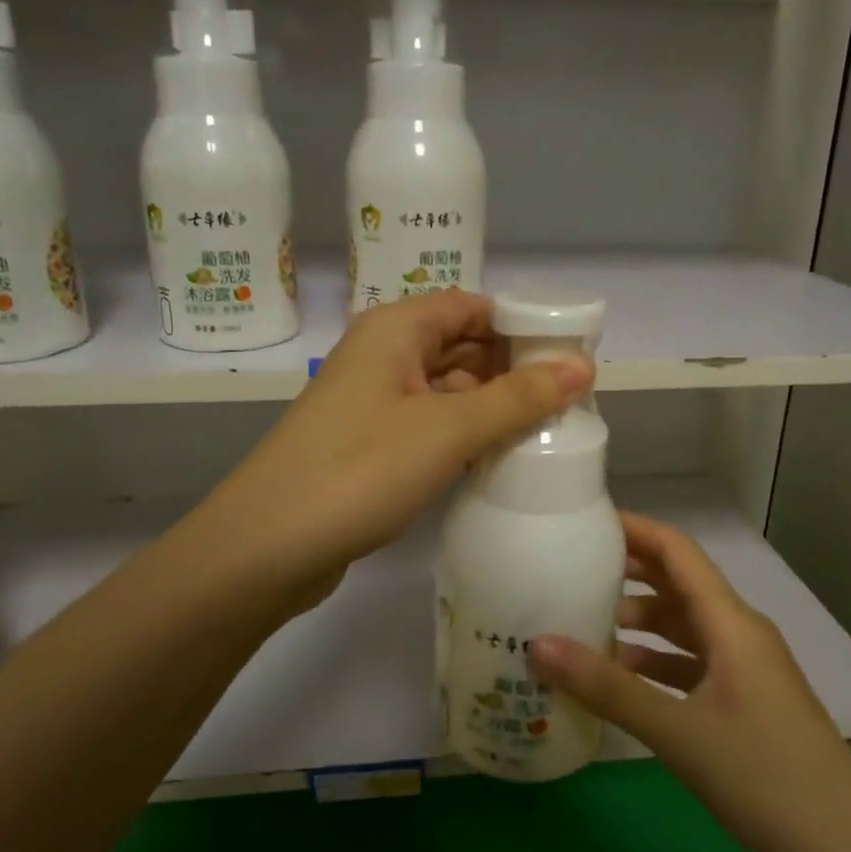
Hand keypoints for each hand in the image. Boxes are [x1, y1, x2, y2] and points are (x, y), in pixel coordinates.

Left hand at [202, 290, 591, 595]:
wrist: (268, 545)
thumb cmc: (361, 469)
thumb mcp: (448, 429)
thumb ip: (517, 397)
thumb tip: (582, 365)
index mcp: (396, 328)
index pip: (473, 306)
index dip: (523, 326)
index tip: (573, 356)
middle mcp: (382, 354)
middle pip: (461, 345)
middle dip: (512, 368)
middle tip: (571, 400)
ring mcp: (372, 401)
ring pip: (446, 388)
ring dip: (491, 405)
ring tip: (549, 431)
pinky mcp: (368, 443)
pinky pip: (428, 423)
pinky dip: (463, 434)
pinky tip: (498, 458)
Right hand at [529, 514, 850, 851]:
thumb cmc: (767, 777)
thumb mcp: (679, 732)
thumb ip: (607, 688)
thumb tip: (536, 644)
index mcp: (730, 622)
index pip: (676, 550)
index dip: (633, 528)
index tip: (584, 521)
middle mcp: (738, 633)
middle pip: (677, 584)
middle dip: (627, 572)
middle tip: (568, 570)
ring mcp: (745, 668)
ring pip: (683, 627)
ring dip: (637, 622)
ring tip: (582, 624)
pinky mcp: (745, 701)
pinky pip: (691, 664)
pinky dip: (654, 663)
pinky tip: (620, 679)